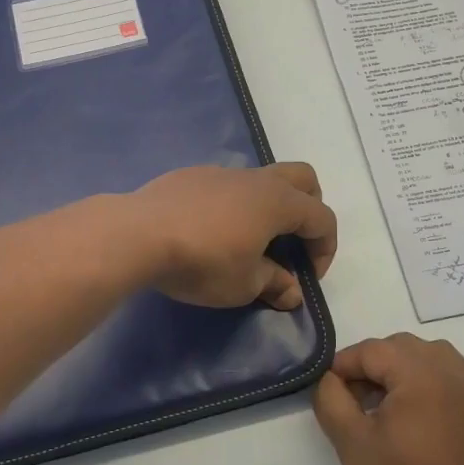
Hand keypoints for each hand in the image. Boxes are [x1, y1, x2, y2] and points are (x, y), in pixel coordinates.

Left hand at [132, 162, 337, 308]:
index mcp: (278, 202)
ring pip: (261, 179)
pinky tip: (210, 231)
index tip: (307, 277)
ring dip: (268, 207)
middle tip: (293, 243)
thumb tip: (292, 292)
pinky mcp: (191, 176)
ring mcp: (221, 172)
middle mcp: (255, 179)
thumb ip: (274, 284)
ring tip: (249, 241)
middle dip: (309, 209)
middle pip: (302, 179)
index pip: (322, 218)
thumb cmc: (202, 262)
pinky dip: (233, 204)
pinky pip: (226, 185)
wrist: (138, 234)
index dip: (325, 249)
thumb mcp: (244, 285)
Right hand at [313, 334, 463, 464]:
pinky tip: (407, 417)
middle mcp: (451, 371)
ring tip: (380, 407)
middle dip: (370, 367)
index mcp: (422, 373)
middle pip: (398, 348)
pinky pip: (443, 375)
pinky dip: (420, 382)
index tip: (328, 394)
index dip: (343, 368)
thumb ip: (331, 398)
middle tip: (352, 403)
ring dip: (396, 371)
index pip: (371, 351)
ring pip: (423, 356)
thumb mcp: (351, 442)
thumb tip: (330, 379)